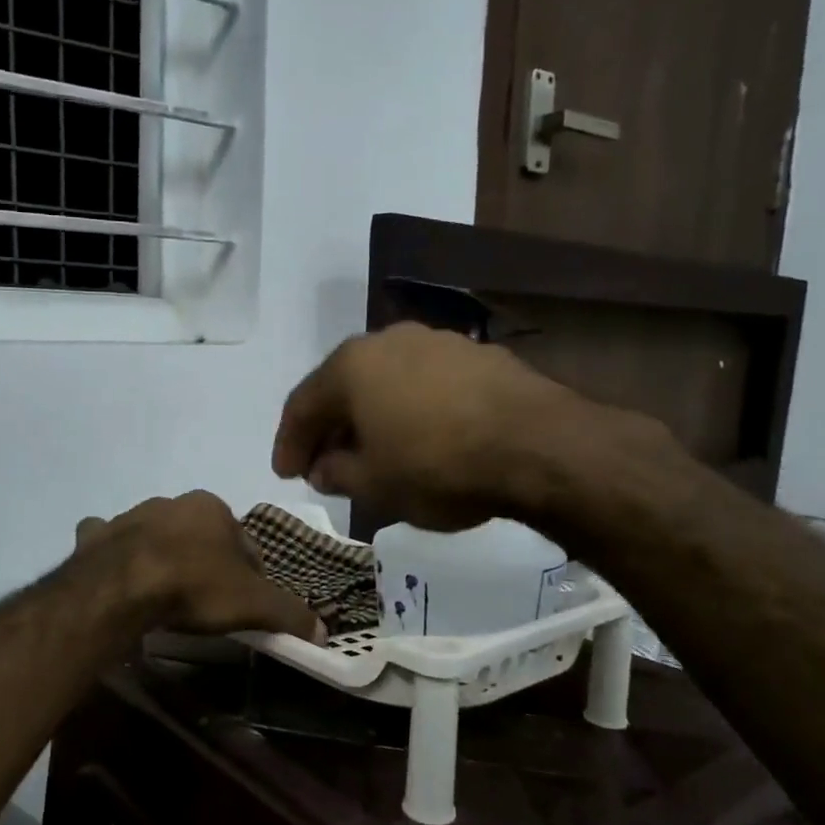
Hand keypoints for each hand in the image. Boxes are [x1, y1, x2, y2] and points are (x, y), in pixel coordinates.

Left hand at [75, 491, 326, 642]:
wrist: (122, 588)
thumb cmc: (195, 587)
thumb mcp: (253, 605)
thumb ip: (289, 613)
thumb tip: (323, 631)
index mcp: (212, 508)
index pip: (243, 542)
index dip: (249, 573)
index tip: (244, 603)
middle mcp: (171, 502)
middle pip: (198, 535)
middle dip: (204, 560)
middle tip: (205, 601)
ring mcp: (129, 516)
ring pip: (154, 533)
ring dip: (162, 554)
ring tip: (164, 593)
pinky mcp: (96, 536)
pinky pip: (106, 539)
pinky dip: (112, 551)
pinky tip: (117, 574)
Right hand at [271, 323, 654, 531]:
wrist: (538, 446)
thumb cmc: (437, 466)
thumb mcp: (374, 484)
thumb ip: (337, 474)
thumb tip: (324, 468)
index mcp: (351, 365)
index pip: (302, 405)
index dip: (289, 443)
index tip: (286, 474)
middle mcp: (388, 340)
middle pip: (343, 386)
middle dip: (330, 427)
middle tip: (322, 463)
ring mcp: (437, 342)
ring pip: (386, 382)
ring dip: (371, 416)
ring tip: (372, 451)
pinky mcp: (479, 355)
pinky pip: (425, 384)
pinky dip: (411, 410)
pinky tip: (420, 437)